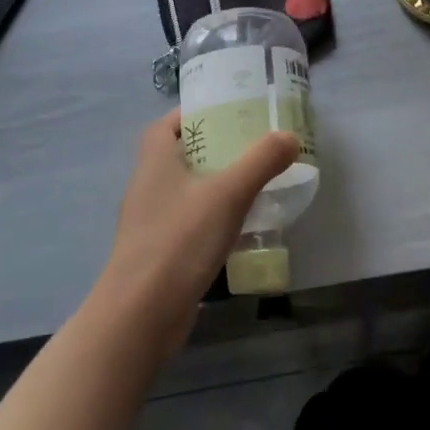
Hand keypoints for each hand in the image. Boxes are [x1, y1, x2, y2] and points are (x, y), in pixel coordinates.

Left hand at [90, 111, 299, 356]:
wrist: (141, 315)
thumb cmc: (179, 241)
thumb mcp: (228, 194)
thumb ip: (261, 162)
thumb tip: (289, 136)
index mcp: (154, 163)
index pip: (164, 126)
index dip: (190, 116)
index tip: (225, 114)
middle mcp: (147, 188)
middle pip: (178, 157)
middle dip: (212, 150)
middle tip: (251, 147)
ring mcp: (150, 224)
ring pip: (184, 192)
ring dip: (213, 186)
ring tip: (252, 184)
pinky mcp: (158, 255)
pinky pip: (187, 224)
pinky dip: (210, 219)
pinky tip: (238, 228)